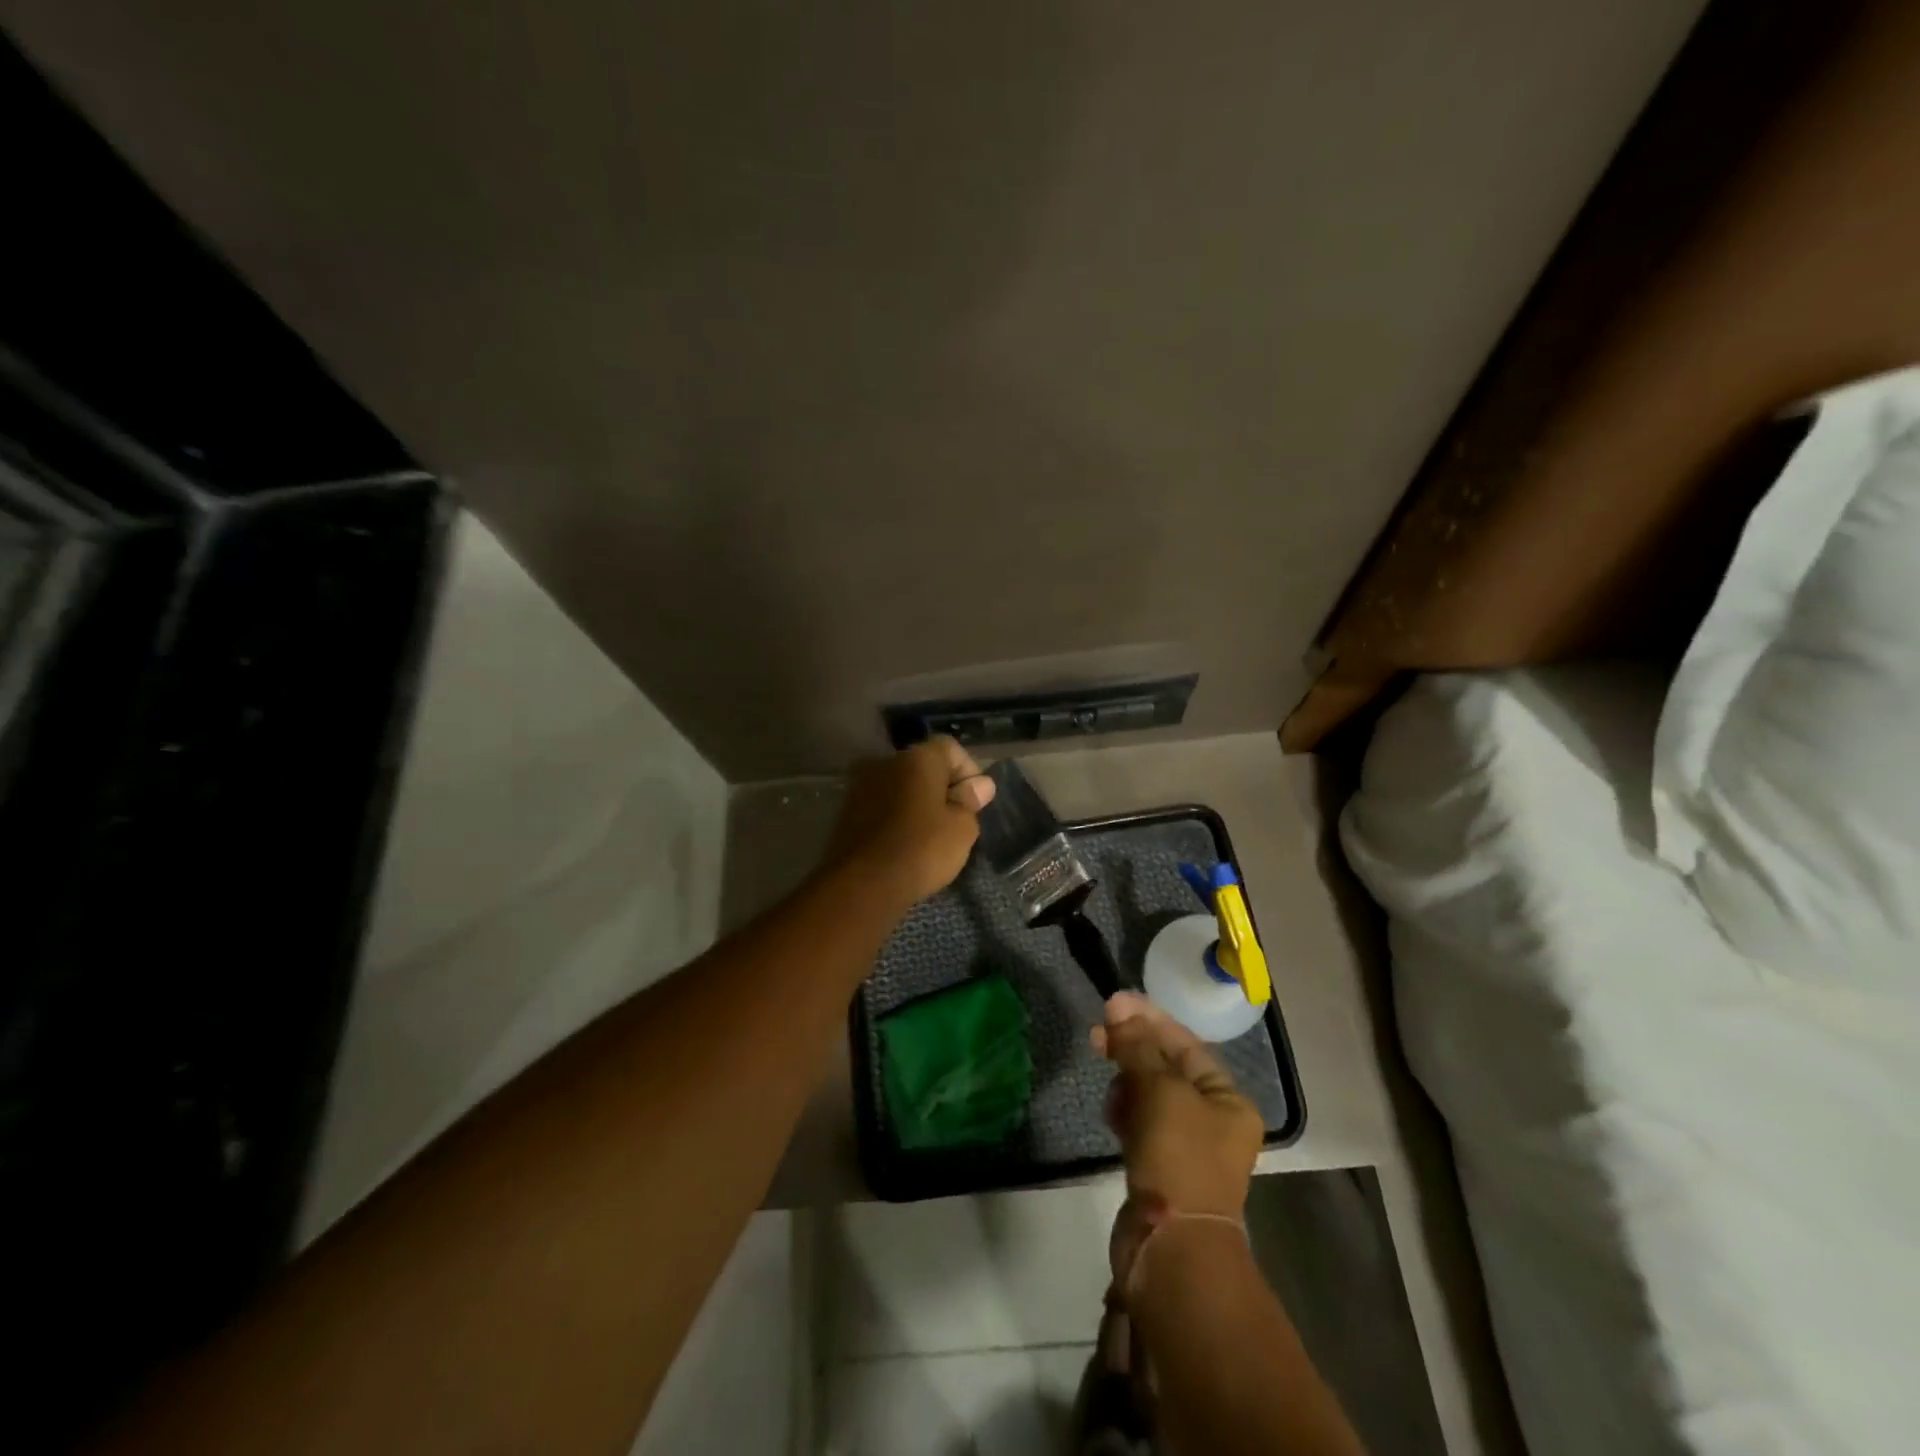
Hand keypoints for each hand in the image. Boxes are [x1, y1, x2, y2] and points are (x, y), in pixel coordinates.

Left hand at [824, 736, 995, 908]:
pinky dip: (896, 817)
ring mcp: (861, 786)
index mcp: (917, 758)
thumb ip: (971, 801)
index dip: (968, 771)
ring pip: (900, 786)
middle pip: (923, 766)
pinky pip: (881, 805)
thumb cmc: (921, 849)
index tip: (975, 802)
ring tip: (930, 835)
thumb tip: (979, 785)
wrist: (862, 884)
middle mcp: (885, 762)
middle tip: (956, 819)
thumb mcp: (962, 828)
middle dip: (942, 787)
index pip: (950, 748)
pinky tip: (905, 843)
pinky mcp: (846, 812)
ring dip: (917, 802)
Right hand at [1092, 993, 1262, 1219]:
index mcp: (1228, 1100)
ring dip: (1127, 1080)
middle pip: (1166, 1067)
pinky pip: (1141, 1122)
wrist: (1171, 1248)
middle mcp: (1213, 1120)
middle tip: (1096, 1034)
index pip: (1185, 1043)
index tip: (1112, 1002)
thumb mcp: (1160, 1090)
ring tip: (1107, 1080)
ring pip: (1150, 1095)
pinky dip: (1126, 1110)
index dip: (1148, 1019)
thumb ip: (1137, 1046)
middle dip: (1132, 1048)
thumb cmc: (1178, 1158)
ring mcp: (1186, 1146)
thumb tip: (1118, 1006)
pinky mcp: (1160, 1168)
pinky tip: (1111, 1111)